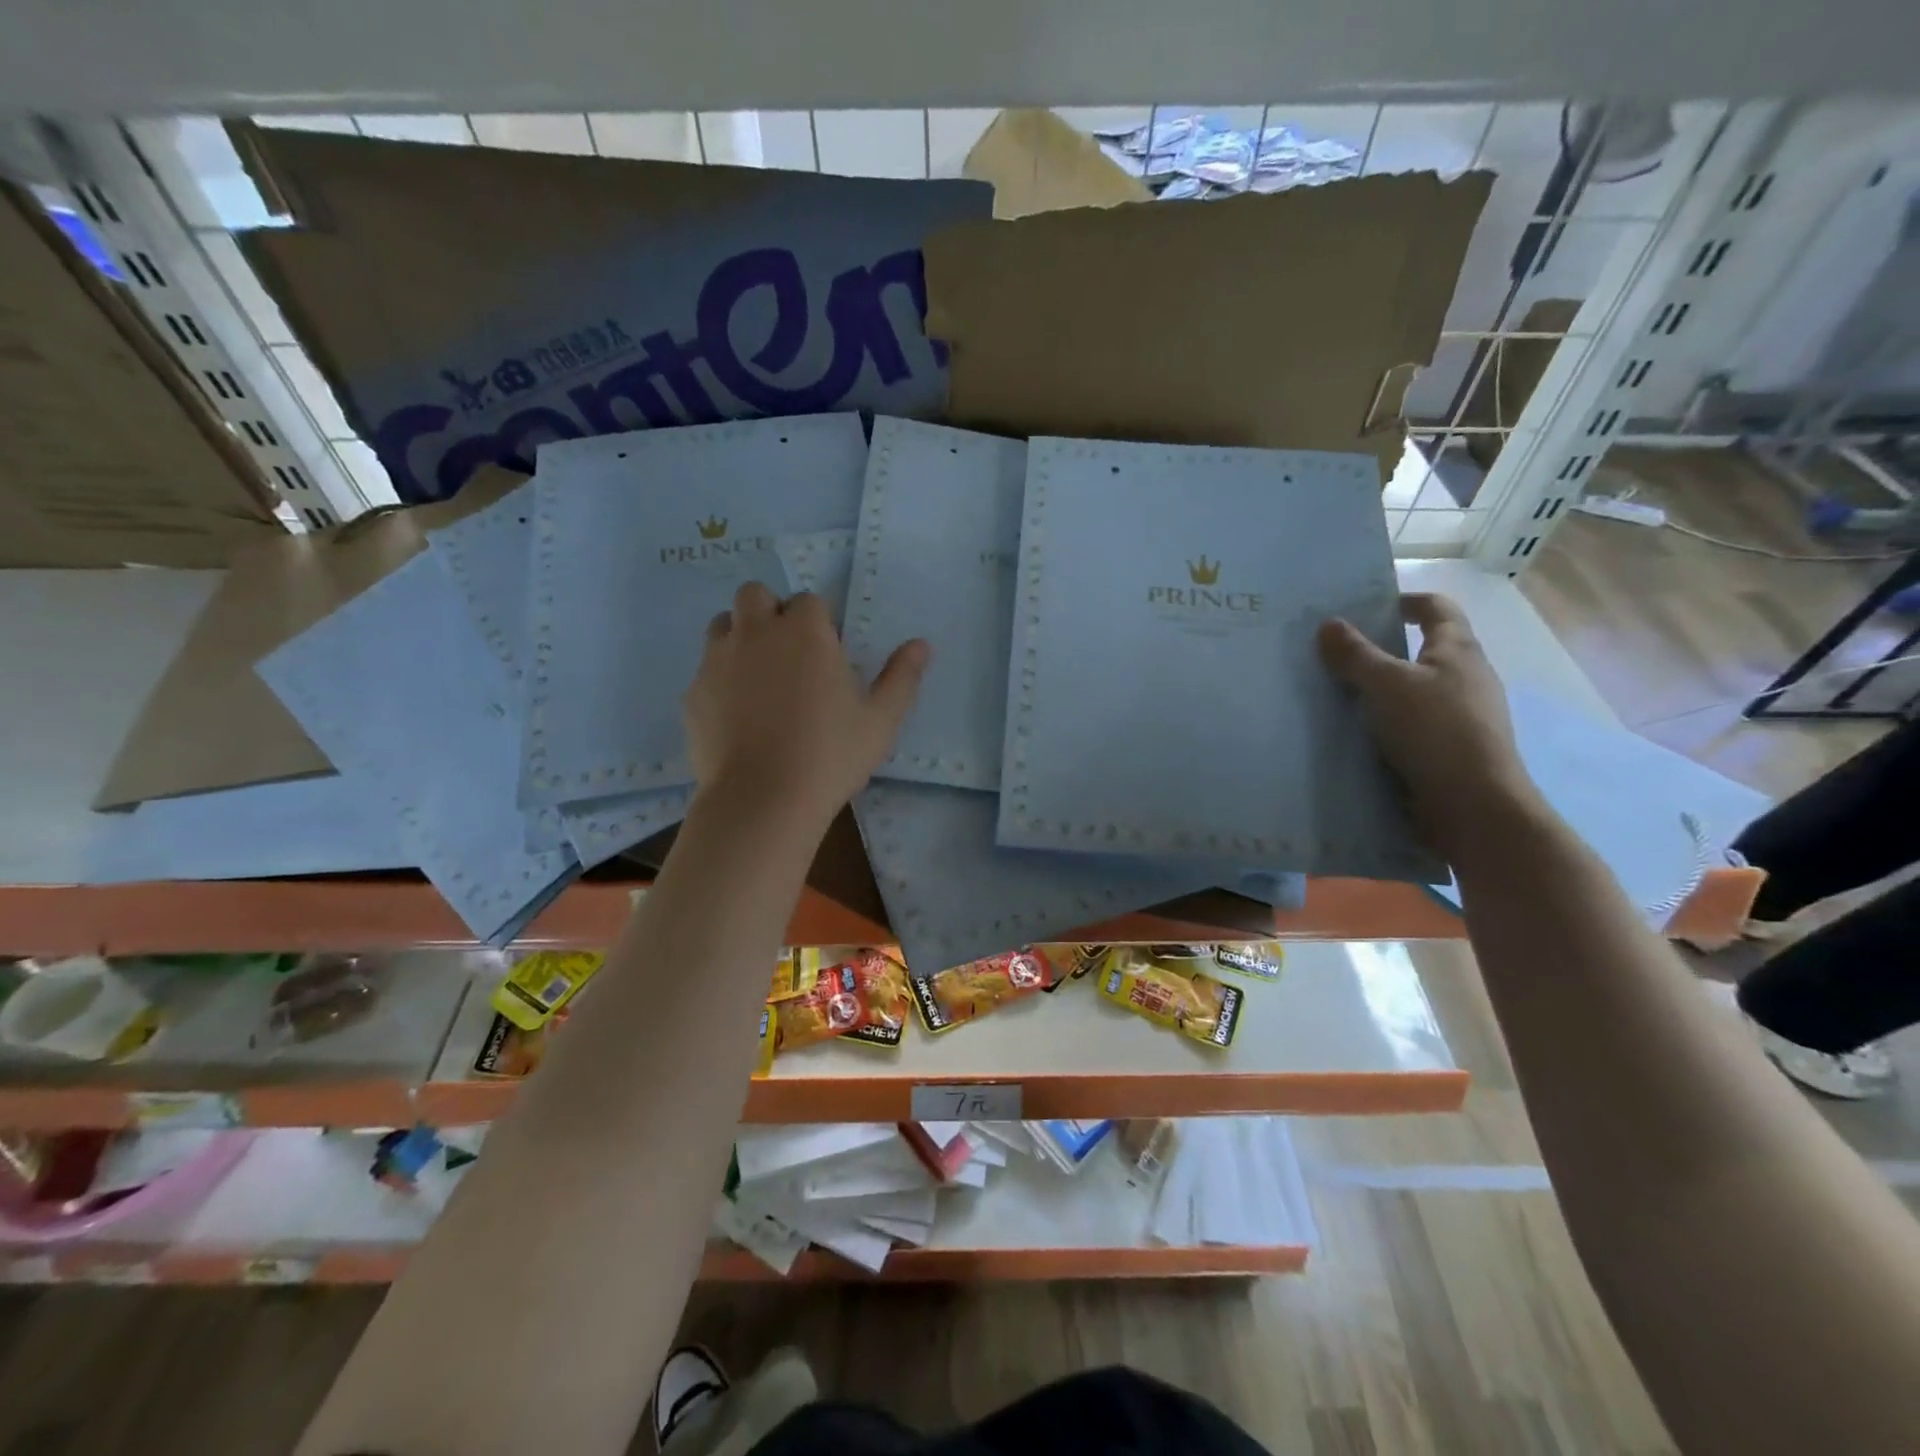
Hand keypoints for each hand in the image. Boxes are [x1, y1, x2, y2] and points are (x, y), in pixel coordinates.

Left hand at [685, 581, 928, 831]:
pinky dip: (720, 681)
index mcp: (804, 631)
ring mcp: (717, 660)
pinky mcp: (692, 693)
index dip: (818, 622)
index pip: (809, 601)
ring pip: (722, 625)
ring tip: (759, 679)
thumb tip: (921, 644)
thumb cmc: (830, 756)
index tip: (827, 654)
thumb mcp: (880, 720)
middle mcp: (756, 632)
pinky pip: (705, 671)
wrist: (761, 800)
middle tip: (788, 654)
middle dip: (770, 612)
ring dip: (740, 637)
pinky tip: (737, 717)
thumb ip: (902, 677)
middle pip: (755, 595)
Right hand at [1317, 593, 1540, 856]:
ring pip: (1412, 690)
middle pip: (1421, 649)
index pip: (1435, 608)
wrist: (1472, 806)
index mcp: (1457, 650)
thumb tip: (1328, 624)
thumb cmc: (1435, 730)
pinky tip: (1352, 733)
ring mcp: (1458, 716)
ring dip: (1377, 689)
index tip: (1365, 606)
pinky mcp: (1446, 750)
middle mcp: (1464, 678)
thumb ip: (1355, 654)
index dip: (1403, 600)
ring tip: (1333, 694)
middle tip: (1333, 652)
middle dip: (1380, 648)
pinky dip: (1382, 722)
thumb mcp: (1386, 684)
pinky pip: (1408, 724)